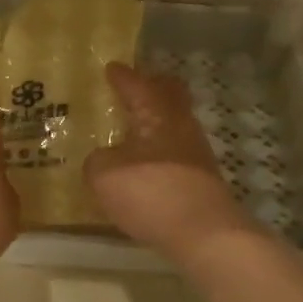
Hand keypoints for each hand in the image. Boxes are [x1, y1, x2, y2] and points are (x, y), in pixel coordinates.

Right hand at [84, 62, 260, 262]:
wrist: (204, 233)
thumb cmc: (151, 192)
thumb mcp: (104, 174)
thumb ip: (97, 161)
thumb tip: (102, 159)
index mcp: (157, 113)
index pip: (138, 85)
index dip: (123, 76)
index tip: (112, 68)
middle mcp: (181, 125)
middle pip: (171, 96)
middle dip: (153, 89)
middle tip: (133, 89)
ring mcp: (197, 153)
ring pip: (175, 125)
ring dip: (157, 123)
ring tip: (134, 132)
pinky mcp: (202, 180)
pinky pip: (177, 153)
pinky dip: (161, 152)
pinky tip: (146, 166)